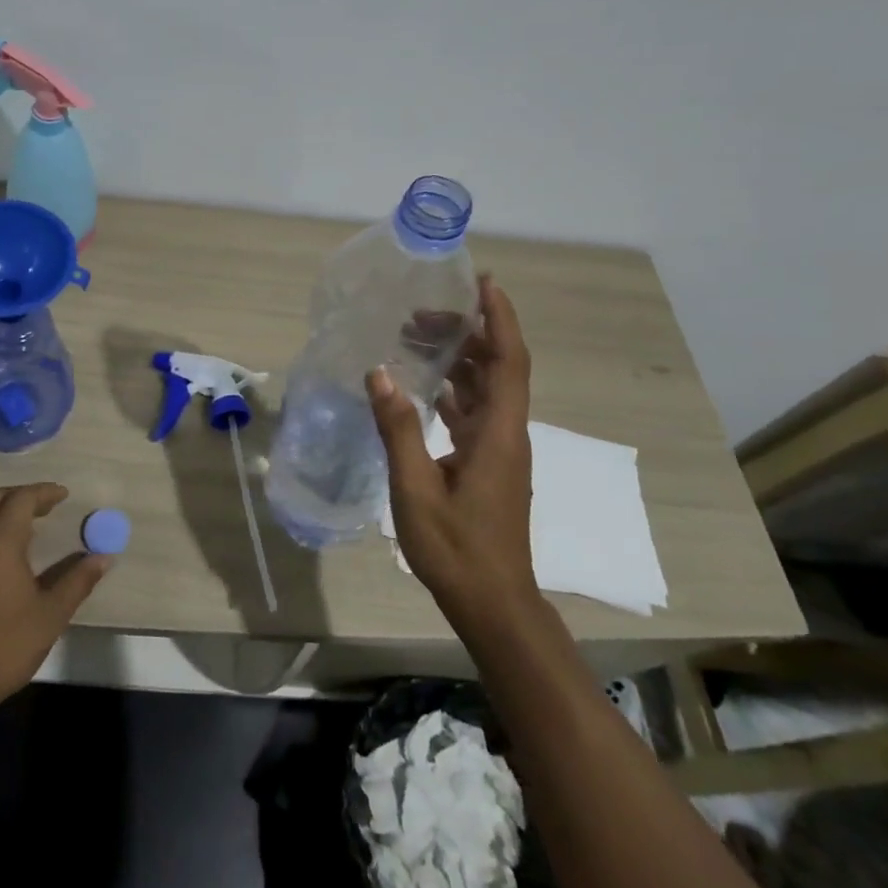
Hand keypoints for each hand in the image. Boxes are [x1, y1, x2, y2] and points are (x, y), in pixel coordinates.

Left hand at [0, 483, 110, 721]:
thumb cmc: (6, 647)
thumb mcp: (51, 615)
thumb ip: (78, 580)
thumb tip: (105, 557)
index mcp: (0, 543)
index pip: (23, 499)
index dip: (45, 492)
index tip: (64, 496)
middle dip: (22, 495)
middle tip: (45, 507)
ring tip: (19, 521)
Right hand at [367, 275, 538, 631]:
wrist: (493, 604)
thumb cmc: (457, 549)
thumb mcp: (416, 488)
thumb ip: (398, 428)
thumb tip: (379, 372)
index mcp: (498, 434)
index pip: (509, 361)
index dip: (500, 319)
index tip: (483, 283)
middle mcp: (506, 434)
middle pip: (497, 367)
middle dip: (468, 331)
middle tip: (424, 310)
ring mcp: (499, 450)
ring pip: (485, 388)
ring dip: (458, 358)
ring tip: (416, 337)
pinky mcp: (487, 464)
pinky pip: (474, 411)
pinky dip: (452, 389)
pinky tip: (421, 385)